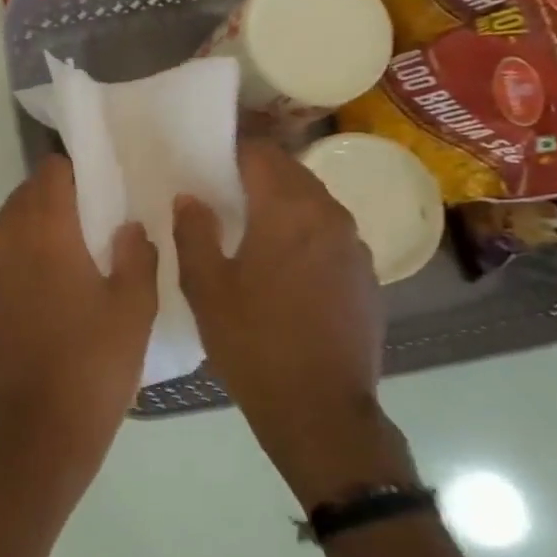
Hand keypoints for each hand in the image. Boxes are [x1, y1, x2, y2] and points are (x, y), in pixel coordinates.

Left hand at [0, 155, 156, 512]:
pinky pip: (1, 259)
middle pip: (27, 197)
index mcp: (42, 233)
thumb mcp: (134, 310)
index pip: (51, 173)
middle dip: (59, 197)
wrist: (34, 435)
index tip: (106, 187)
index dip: (79, 172)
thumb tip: (127, 227)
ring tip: (79, 253)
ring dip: (39, 227)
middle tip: (98, 219)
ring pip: (10, 227)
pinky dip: (24, 256)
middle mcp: (3, 242)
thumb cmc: (92, 368)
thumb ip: (136, 256)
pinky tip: (53, 287)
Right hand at [172, 140, 416, 509]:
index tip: (205, 156)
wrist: (319, 408)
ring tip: (246, 225)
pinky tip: (280, 264)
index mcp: (289, 211)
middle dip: (256, 173)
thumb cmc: (253, 343)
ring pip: (313, 204)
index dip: (232, 148)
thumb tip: (190, 198)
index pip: (262, 153)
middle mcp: (330, 217)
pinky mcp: (366, 277)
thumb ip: (194, 233)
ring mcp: (355, 248)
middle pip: (292, 173)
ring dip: (281, 203)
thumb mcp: (206, 288)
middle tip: (219, 190)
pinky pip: (329, 235)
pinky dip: (302, 233)